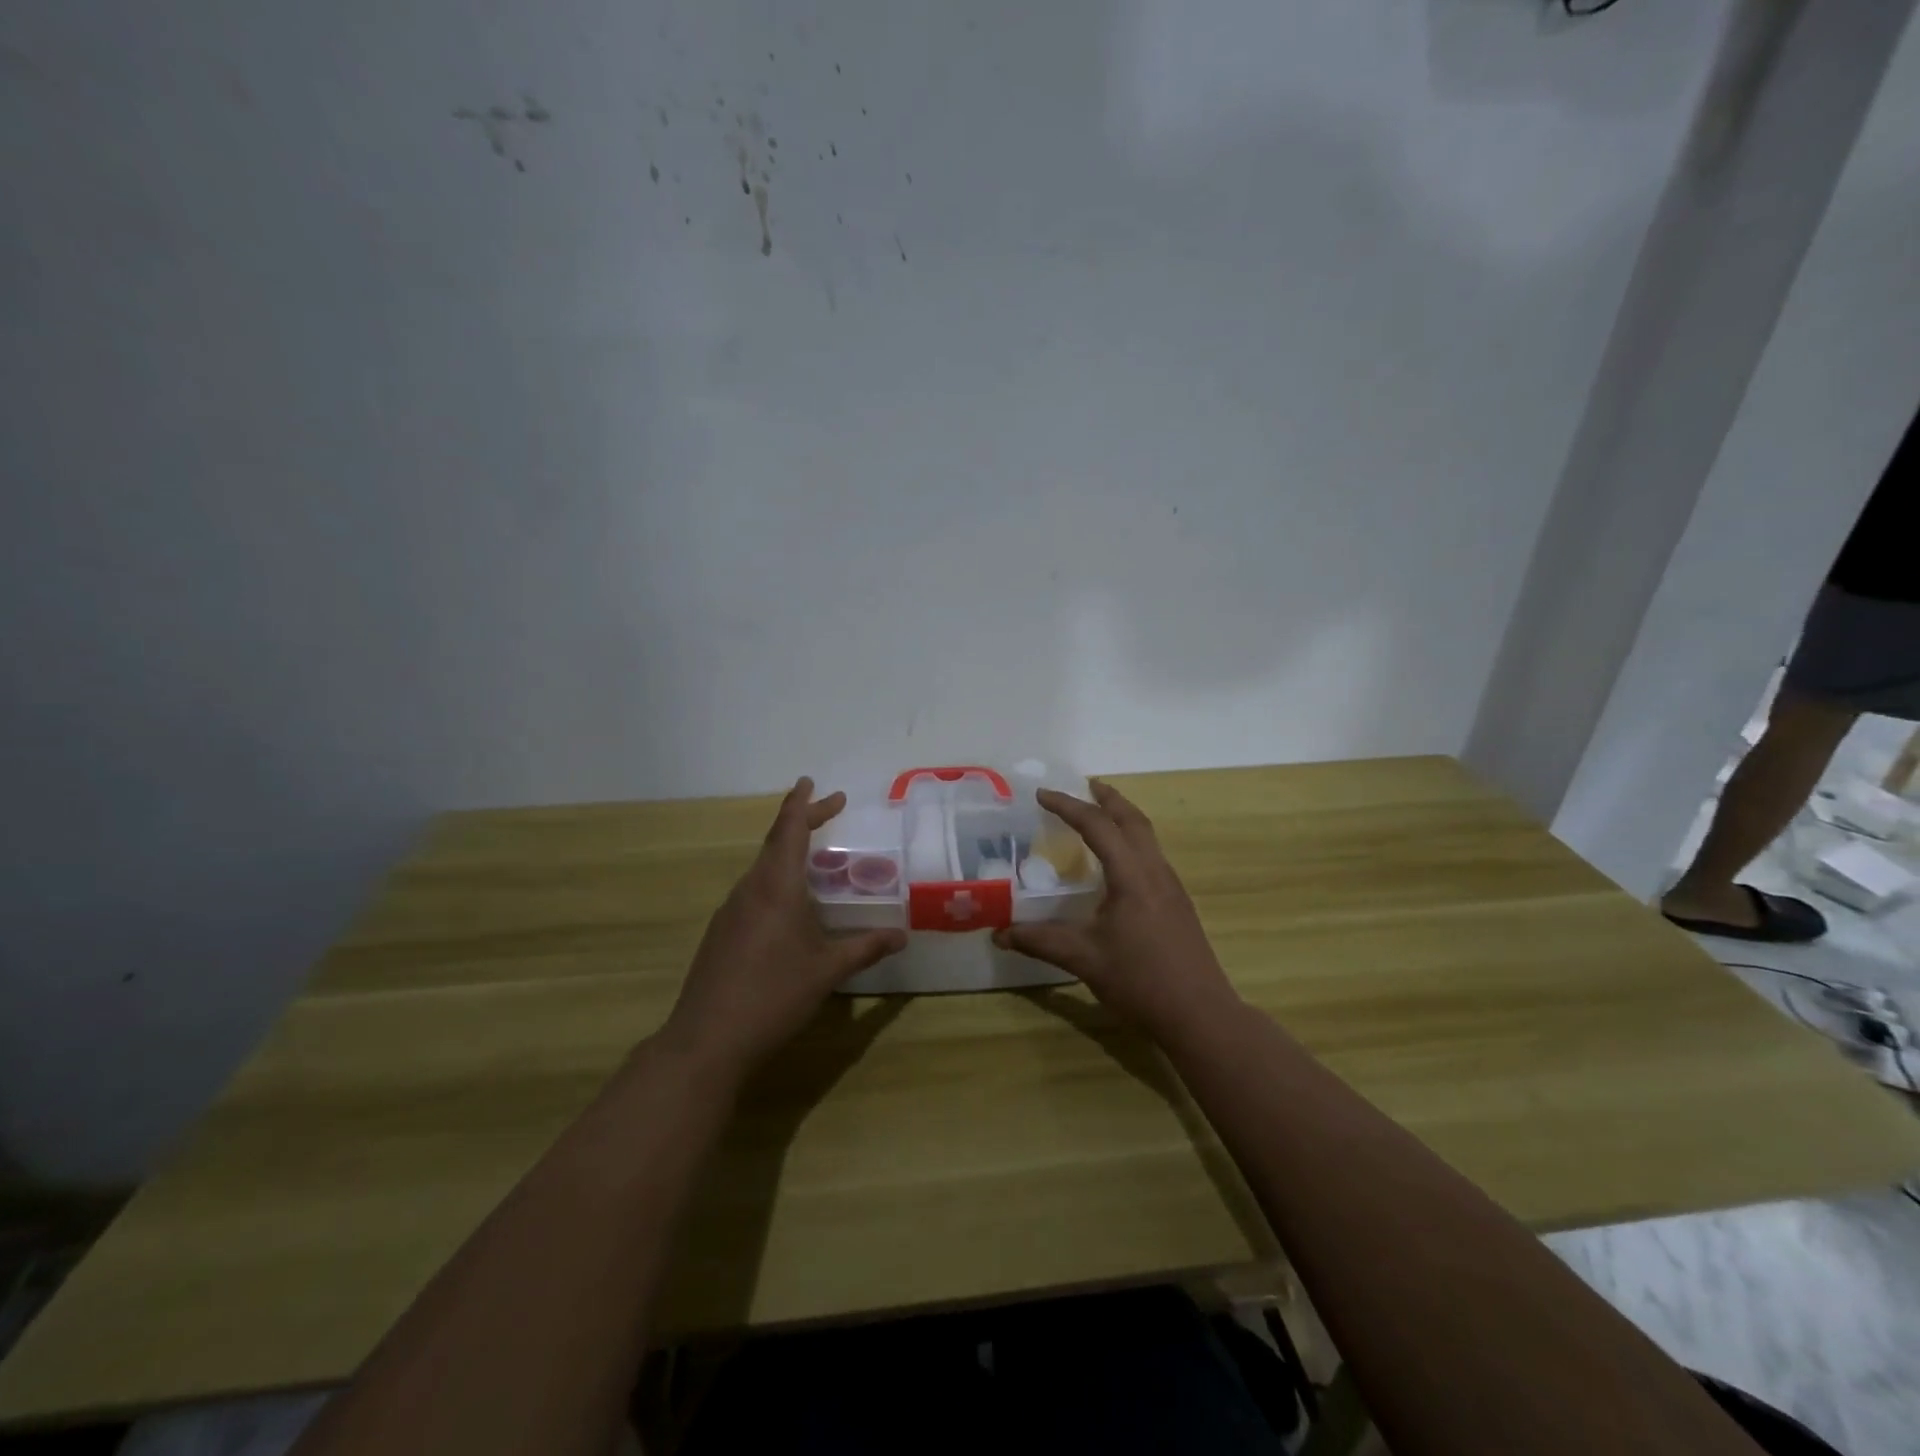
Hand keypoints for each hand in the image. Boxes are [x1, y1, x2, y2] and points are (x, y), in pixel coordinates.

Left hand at [660, 778, 906, 1078]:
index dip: (804, 804)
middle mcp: (749, 889)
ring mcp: (730, 911)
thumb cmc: (773, 995)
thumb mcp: (827, 971)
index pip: (789, 829)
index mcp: (775, 886)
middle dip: (801, 822)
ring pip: (762, 869)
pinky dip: (775, 882)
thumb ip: (865, 948)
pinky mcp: (720, 933)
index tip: (813, 782)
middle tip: (829, 809)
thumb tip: (901, 936)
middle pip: (775, 842)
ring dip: (788, 854)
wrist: (707, 1040)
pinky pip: (753, 893)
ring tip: (815, 860)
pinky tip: (788, 909)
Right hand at [994, 781, 1244, 1044]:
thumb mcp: (1083, 959)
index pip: (1097, 826)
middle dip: (1107, 798)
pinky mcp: (1178, 902)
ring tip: (1100, 814)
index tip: (1041, 794)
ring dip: (1123, 817)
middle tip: (1084, 785)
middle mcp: (1155, 871)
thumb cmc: (1140, 981)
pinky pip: (1152, 855)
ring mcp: (1171, 886)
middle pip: (1132, 819)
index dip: (1068, 806)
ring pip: (1147, 836)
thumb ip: (1040, 941)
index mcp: (1132, 876)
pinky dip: (1132, 840)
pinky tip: (1119, 862)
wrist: (1200, 1014)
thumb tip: (999, 933)